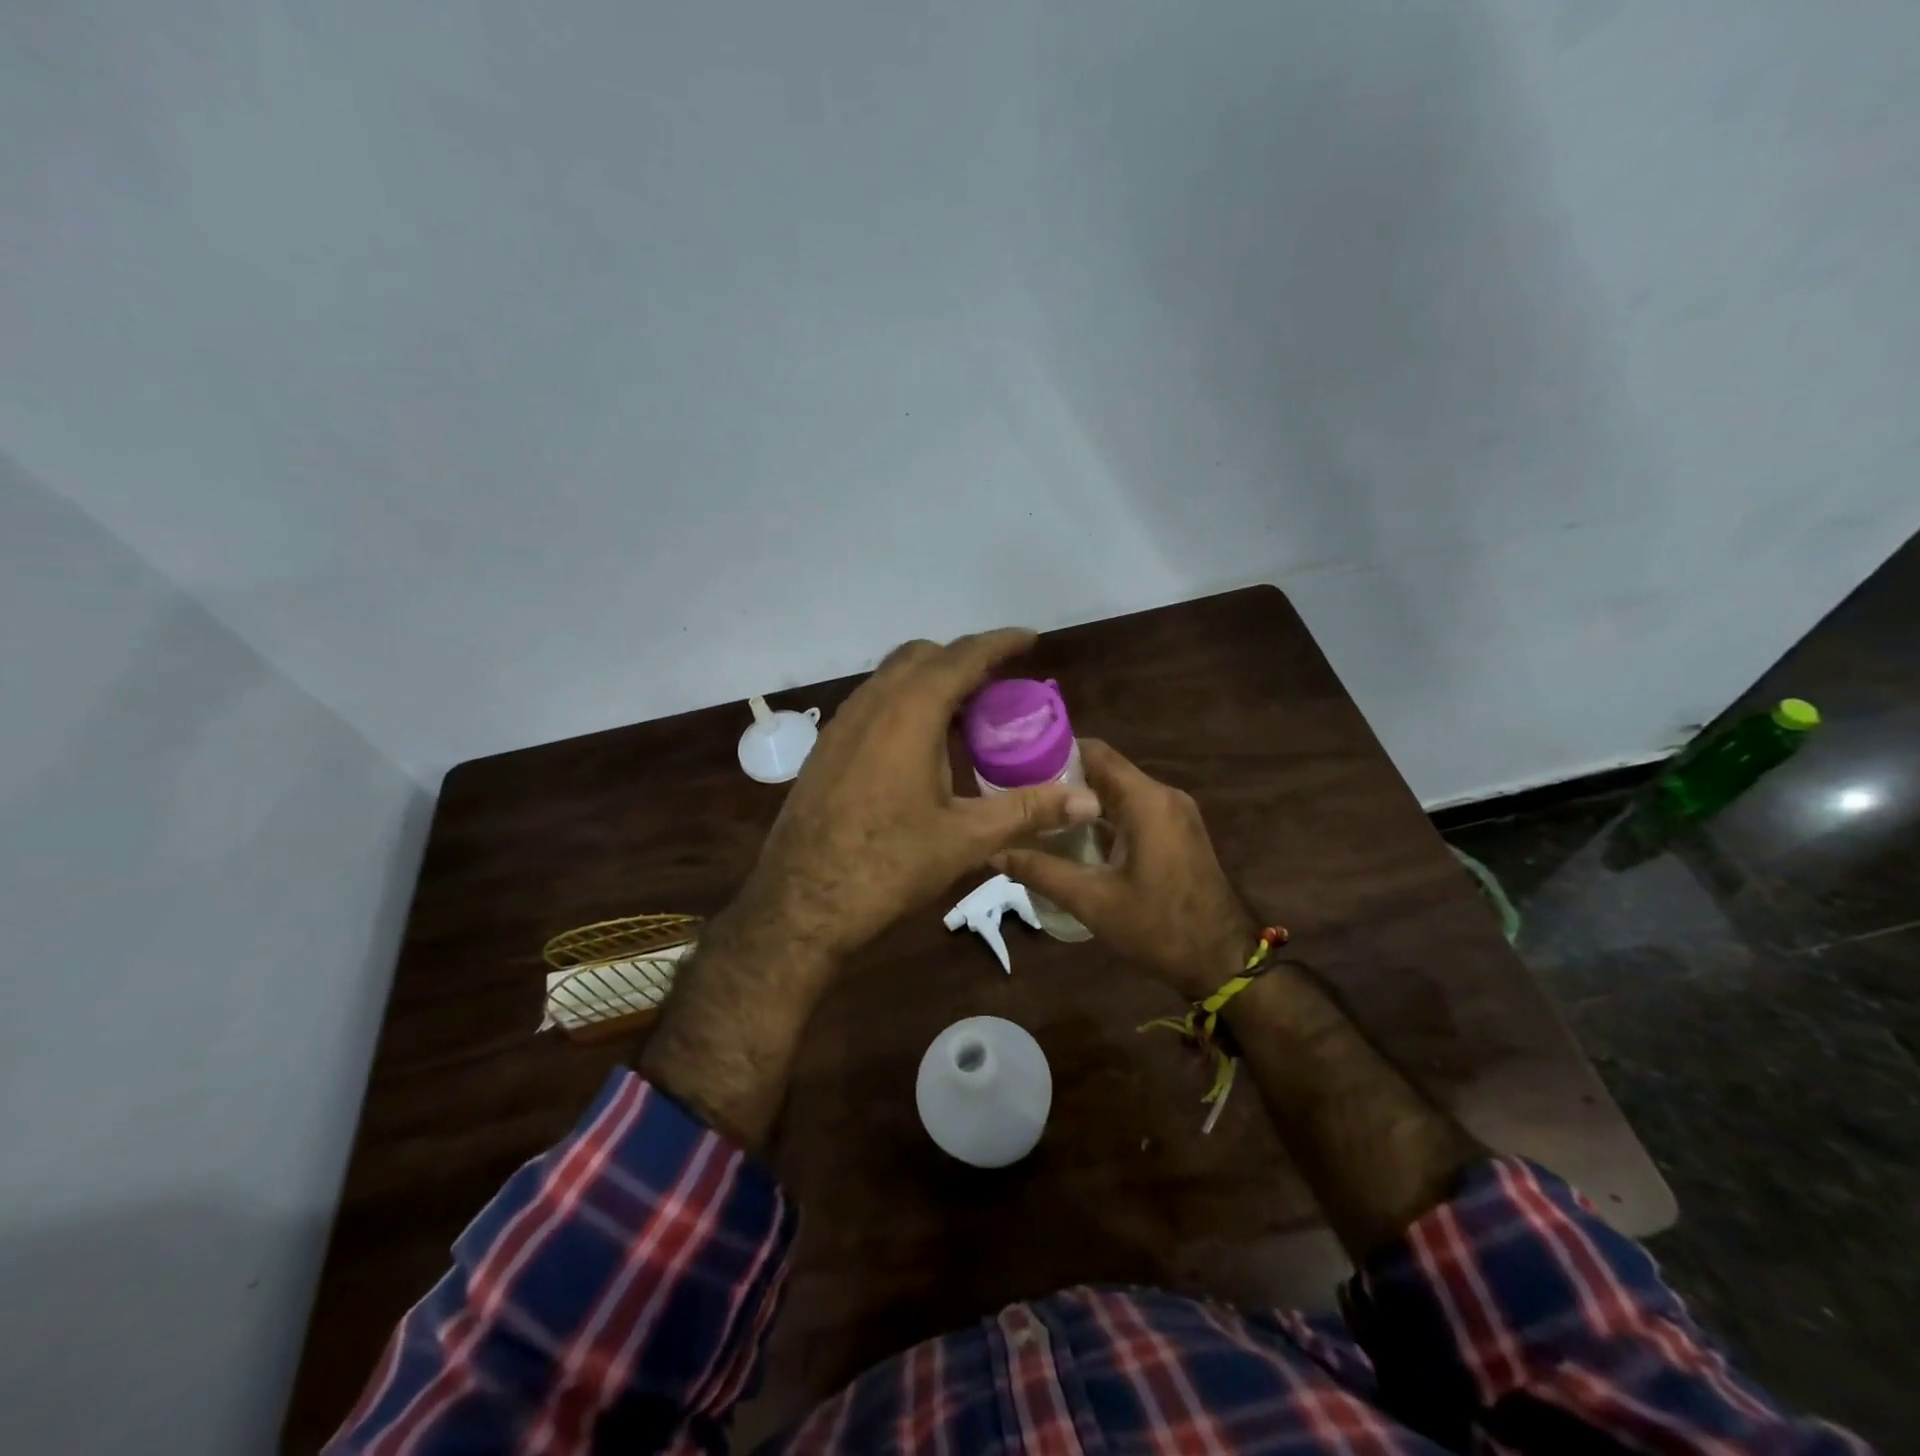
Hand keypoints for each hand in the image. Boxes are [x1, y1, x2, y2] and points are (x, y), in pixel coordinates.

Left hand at [730, 629, 1100, 971]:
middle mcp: (871, 705)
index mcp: (909, 714)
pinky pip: (872, 704)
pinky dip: (903, 705)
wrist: (799, 904)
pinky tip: (920, 749)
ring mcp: (842, 725)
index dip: (999, 643)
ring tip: (965, 716)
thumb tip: (1087, 800)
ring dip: (930, 682)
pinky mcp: (826, 749)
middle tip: (998, 687)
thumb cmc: (887, 866)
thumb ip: (1027, 810)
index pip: (961, 657)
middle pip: (922, 656)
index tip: (1029, 640)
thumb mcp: (965, 839)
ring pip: (891, 678)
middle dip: (963, 660)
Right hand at [996, 739, 1256, 999]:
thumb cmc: (1158, 928)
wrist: (1223, 962)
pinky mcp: (1178, 832)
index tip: (1017, 766)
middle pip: (1105, 771)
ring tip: (1038, 816)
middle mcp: (1163, 796)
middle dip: (1063, 780)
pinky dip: (1104, 817)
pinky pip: (1134, 810)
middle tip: (1020, 795)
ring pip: (1119, 792)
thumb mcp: (1092, 901)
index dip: (1054, 753)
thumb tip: (995, 851)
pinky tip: (1074, 838)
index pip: (1095, 753)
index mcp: (1146, 801)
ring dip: (1082, 801)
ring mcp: (1175, 814)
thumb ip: (1041, 871)